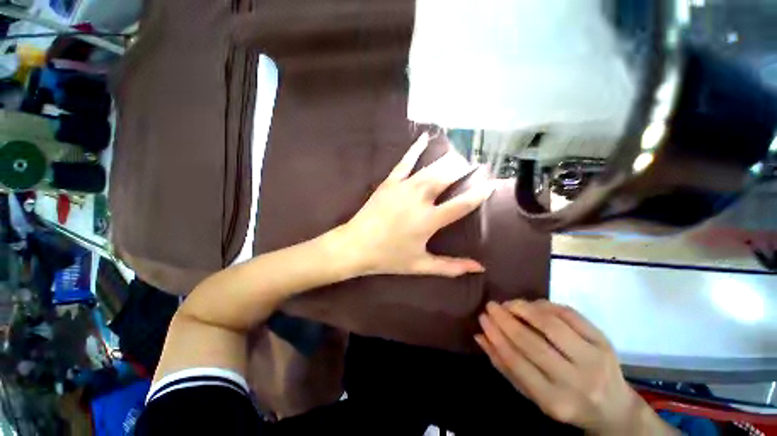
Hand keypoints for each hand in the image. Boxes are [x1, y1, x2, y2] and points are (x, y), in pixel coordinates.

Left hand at [337, 133, 494, 277]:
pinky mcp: (390, 182)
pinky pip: (405, 161)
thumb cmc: (388, 258)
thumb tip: (479, 268)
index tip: (491, 183)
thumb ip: (451, 267)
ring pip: (431, 168)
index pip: (461, 204)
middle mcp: (420, 199)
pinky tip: (426, 137)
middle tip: (477, 163)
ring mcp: (404, 187)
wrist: (355, 246)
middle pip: (447, 178)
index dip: (479, 194)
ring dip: (448, 159)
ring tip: (461, 153)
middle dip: (464, 169)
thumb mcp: (421, 265)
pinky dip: (416, 148)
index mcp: (429, 220)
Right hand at [476, 300, 675, 434]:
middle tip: (491, 305)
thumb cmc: (566, 402)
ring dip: (524, 308)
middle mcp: (577, 381)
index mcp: (555, 400)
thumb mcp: (533, 395)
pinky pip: (570, 314)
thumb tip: (480, 336)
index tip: (482, 318)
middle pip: (532, 342)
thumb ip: (505, 367)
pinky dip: (546, 305)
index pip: (516, 362)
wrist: (614, 409)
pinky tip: (533, 304)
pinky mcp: (604, 341)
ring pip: (551, 324)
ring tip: (509, 303)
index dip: (496, 336)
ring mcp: (594, 359)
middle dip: (506, 319)